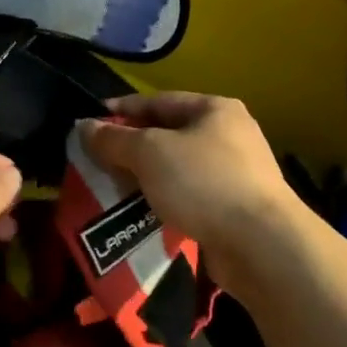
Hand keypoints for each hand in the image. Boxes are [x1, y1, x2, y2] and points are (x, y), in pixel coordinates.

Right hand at [77, 93, 303, 264]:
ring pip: (179, 169)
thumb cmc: (204, 183)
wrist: (261, 245)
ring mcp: (238, 174)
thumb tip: (84, 126)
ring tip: (115, 190)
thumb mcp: (149, 153)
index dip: (122, 110)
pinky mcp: (236, 209)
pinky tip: (144, 214)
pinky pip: (190, 197)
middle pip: (169, 135)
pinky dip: (166, 202)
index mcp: (215, 109)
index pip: (159, 101)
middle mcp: (231, 135)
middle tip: (98, 161)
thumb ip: (114, 139)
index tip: (90, 121)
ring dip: (148, 178)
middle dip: (132, 148)